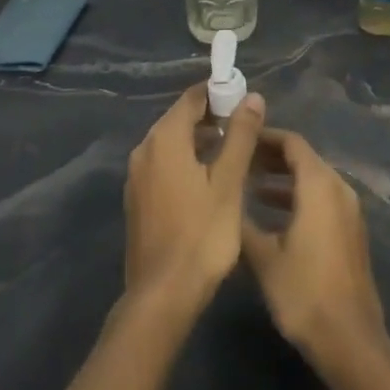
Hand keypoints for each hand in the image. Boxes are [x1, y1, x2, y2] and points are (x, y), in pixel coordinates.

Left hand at [123, 85, 263, 313]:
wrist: (163, 294)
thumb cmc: (202, 234)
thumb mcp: (229, 182)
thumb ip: (240, 135)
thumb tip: (252, 97)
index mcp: (164, 139)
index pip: (191, 98)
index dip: (219, 94)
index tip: (245, 102)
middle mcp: (144, 150)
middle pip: (179, 119)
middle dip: (211, 119)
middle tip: (245, 130)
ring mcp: (136, 176)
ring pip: (172, 144)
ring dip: (200, 142)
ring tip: (234, 155)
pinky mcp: (138, 199)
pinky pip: (164, 166)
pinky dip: (186, 162)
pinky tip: (209, 182)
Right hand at [241, 130, 387, 376]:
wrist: (350, 340)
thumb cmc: (304, 293)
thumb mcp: (264, 258)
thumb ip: (243, 223)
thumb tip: (225, 202)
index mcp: (320, 186)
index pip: (292, 143)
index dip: (265, 136)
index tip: (239, 138)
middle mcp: (339, 189)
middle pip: (304, 159)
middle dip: (271, 157)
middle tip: (239, 159)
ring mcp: (349, 212)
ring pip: (313, 180)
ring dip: (283, 179)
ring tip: (249, 185)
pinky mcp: (350, 232)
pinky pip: (322, 199)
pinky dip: (298, 197)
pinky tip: (272, 215)